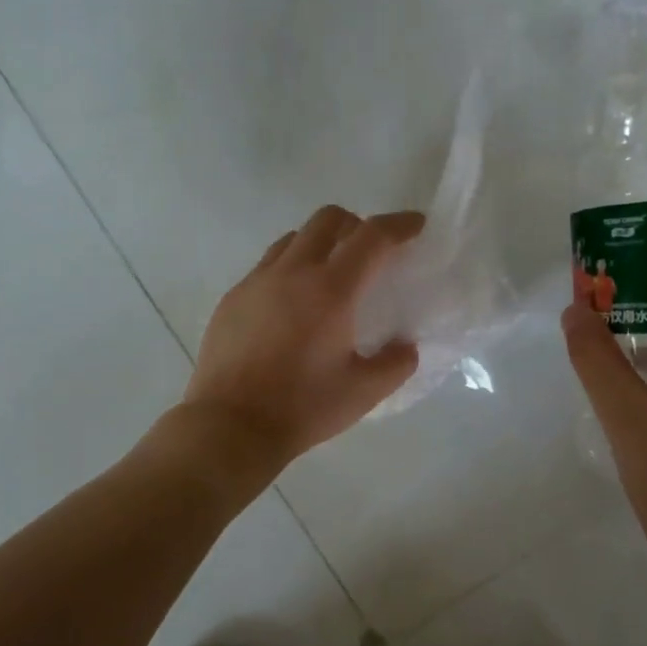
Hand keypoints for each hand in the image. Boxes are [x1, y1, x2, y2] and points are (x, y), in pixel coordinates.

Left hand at [182, 205, 423, 470]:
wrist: (230, 425)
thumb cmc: (302, 408)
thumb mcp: (363, 392)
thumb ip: (395, 364)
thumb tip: (406, 347)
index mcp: (330, 290)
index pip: (371, 237)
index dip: (399, 224)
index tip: (416, 226)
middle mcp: (291, 272)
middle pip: (327, 219)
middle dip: (356, 225)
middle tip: (370, 252)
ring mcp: (256, 282)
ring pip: (293, 239)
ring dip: (319, 244)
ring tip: (329, 277)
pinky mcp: (232, 298)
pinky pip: (266, 266)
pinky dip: (289, 270)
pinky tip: (291, 307)